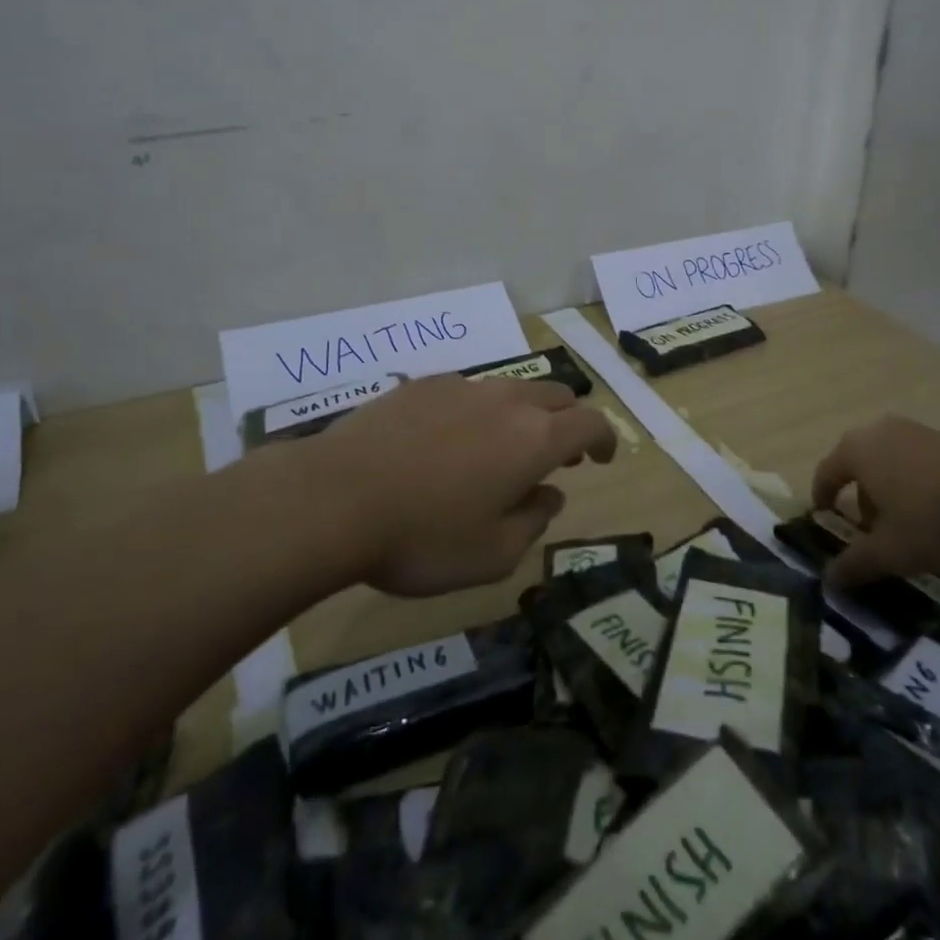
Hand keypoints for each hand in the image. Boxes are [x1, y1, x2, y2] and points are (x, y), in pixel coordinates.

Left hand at [307, 374, 616, 596]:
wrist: (335, 498)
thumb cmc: (423, 537)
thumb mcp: (491, 555)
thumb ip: (533, 523)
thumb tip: (549, 495)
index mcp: (534, 438)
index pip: (591, 422)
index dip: (604, 439)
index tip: (601, 459)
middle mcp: (506, 400)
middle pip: (556, 395)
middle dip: (566, 422)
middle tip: (553, 457)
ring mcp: (461, 386)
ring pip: (511, 389)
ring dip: (522, 415)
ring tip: (498, 450)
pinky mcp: (421, 385)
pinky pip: (467, 390)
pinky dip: (477, 411)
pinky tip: (447, 441)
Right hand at [810, 415, 939, 589]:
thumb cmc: (931, 516)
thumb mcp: (890, 551)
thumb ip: (855, 564)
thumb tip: (828, 580)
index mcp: (855, 451)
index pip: (826, 472)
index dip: (821, 496)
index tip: (824, 516)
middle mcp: (879, 432)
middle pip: (860, 465)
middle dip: (862, 497)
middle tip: (872, 529)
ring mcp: (917, 430)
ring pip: (891, 462)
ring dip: (892, 490)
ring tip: (909, 524)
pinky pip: (921, 462)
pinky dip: (920, 484)